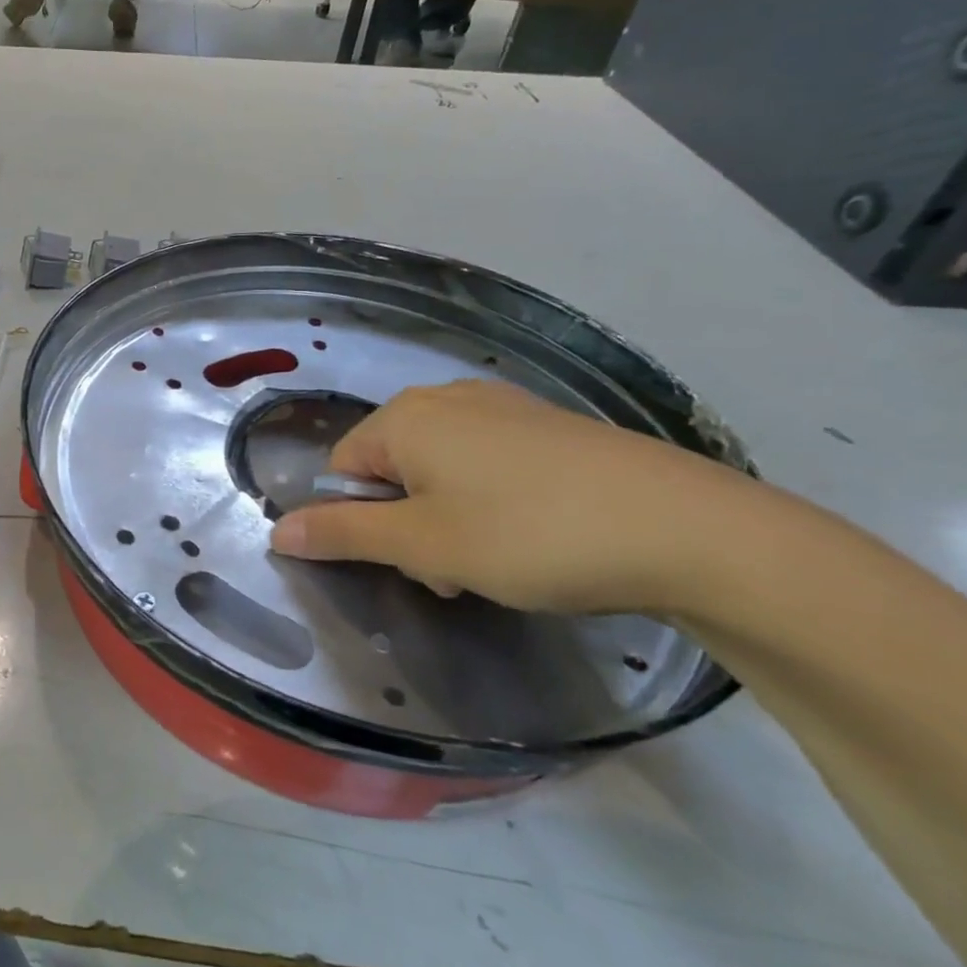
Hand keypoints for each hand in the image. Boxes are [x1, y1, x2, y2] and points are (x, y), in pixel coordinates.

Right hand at [269, 379, 753, 615]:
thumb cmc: (531, 535)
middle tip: (455, 569)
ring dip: (447, 517)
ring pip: (439, 469)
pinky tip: (535, 533)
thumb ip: (342, 535)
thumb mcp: (424, 544)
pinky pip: (486, 461)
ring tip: (499, 559)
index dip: (362, 523)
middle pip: (390, 468)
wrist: (689, 529)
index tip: (413, 563)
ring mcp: (502, 405)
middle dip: (408, 523)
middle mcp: (446, 397)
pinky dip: (490, 500)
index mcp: (405, 417)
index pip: (341, 471)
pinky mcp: (547, 424)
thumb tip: (276, 531)